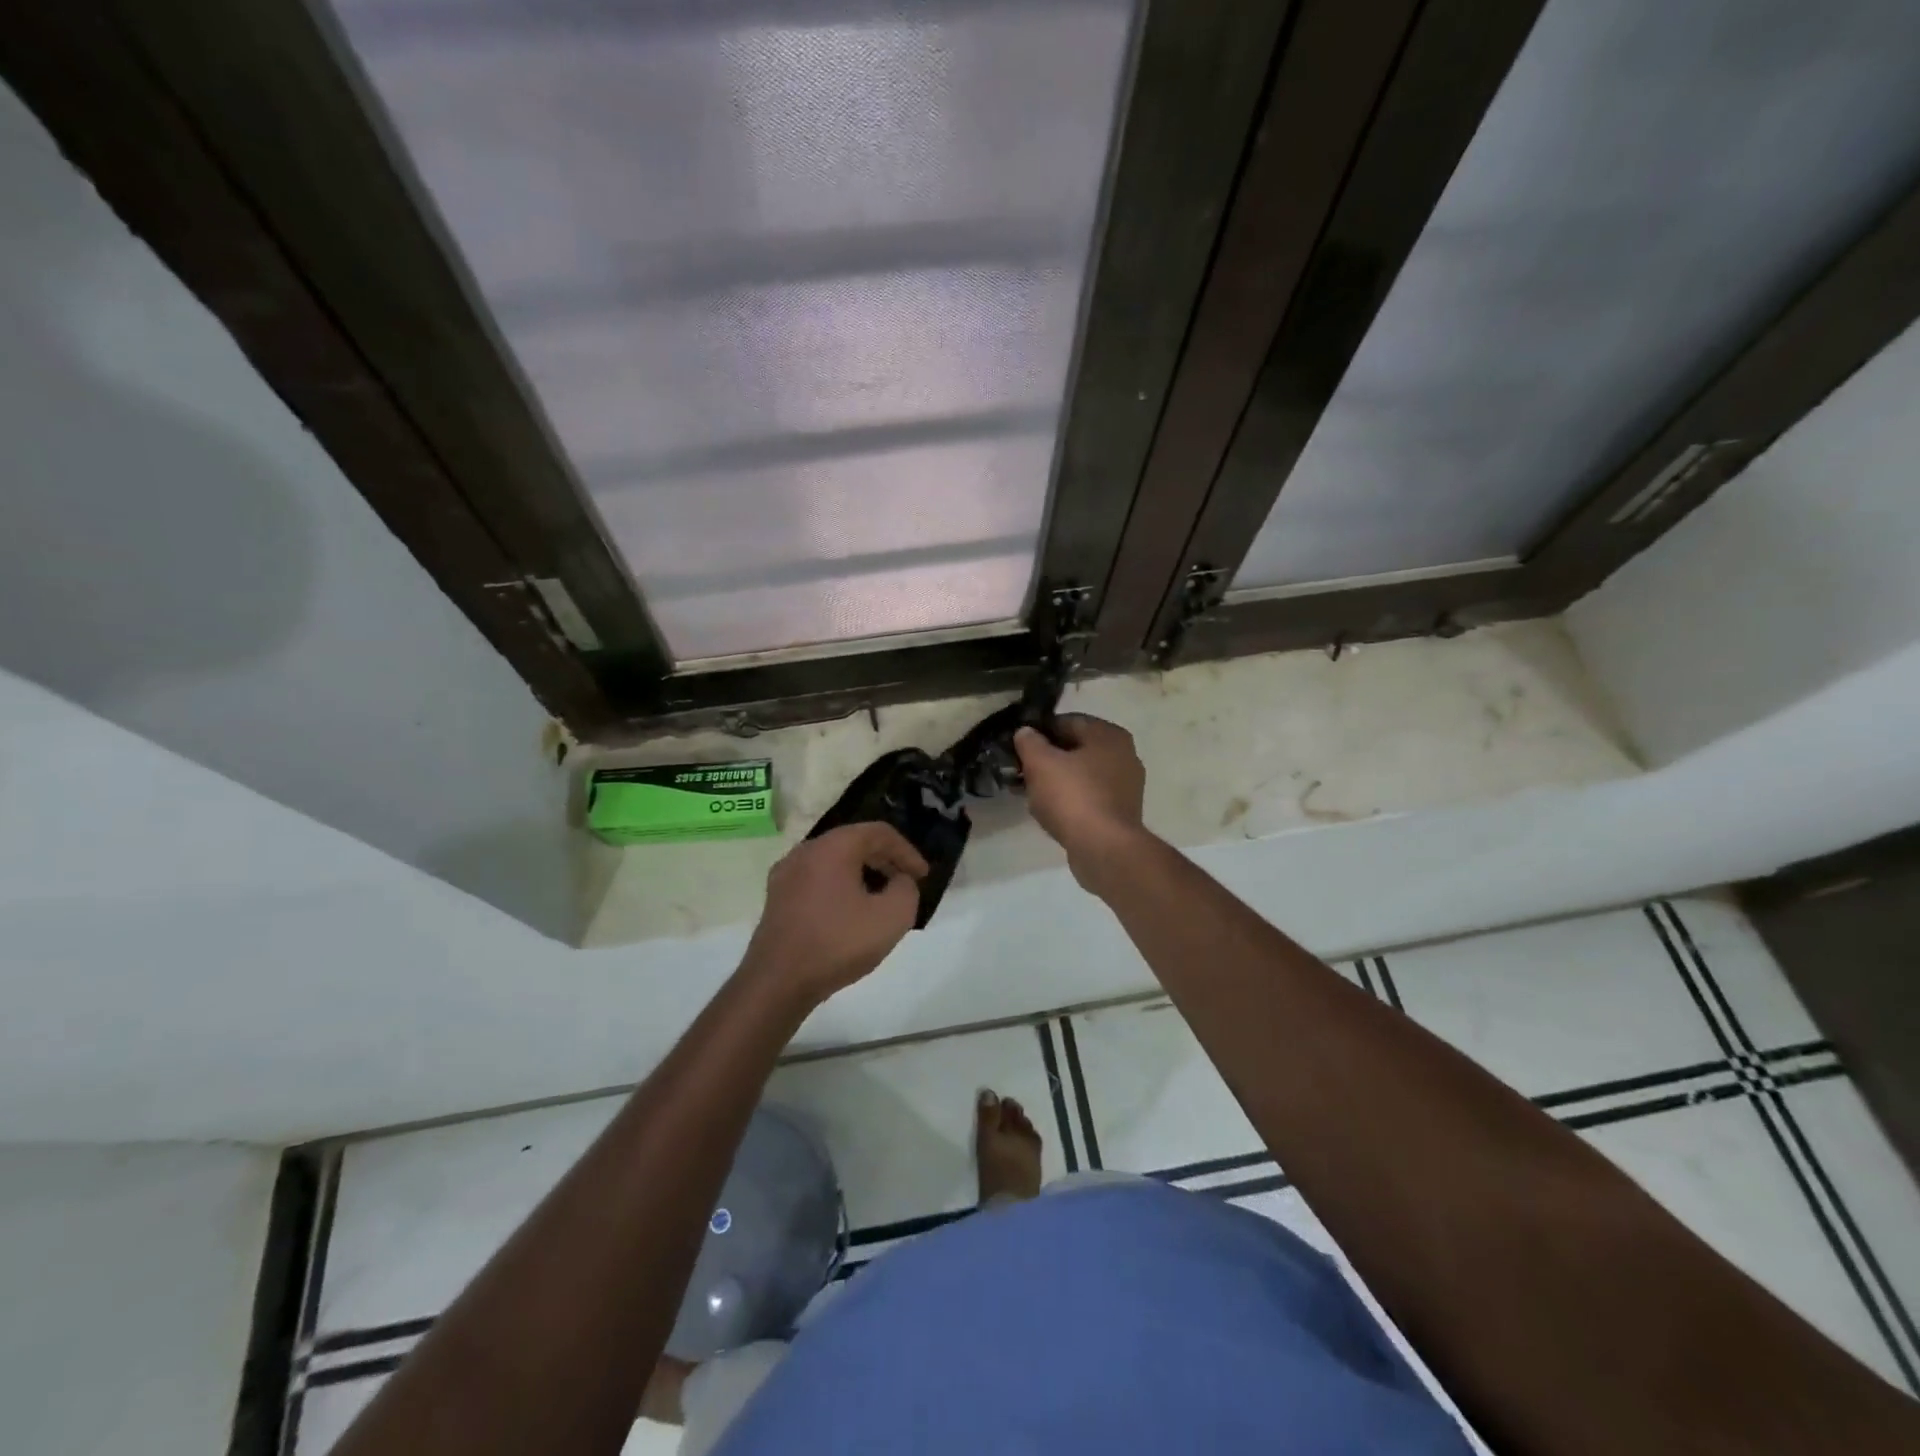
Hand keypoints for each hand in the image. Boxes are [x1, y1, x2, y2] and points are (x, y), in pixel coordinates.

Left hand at [739, 823, 928, 1006]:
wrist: (777, 982)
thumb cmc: (837, 943)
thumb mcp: (892, 917)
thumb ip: (907, 890)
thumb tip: (900, 881)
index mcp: (832, 847)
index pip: (878, 832)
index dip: (907, 851)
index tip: (922, 876)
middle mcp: (805, 850)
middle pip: (854, 843)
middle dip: (885, 860)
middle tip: (906, 884)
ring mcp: (786, 874)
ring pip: (834, 861)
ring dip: (863, 874)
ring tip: (881, 899)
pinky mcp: (777, 898)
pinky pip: (817, 880)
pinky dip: (840, 887)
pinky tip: (850, 914)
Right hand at [1014, 714, 1147, 891]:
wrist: (1104, 849)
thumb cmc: (1073, 797)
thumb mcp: (1040, 763)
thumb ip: (1029, 742)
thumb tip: (1025, 732)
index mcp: (1109, 735)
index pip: (1067, 721)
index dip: (1038, 730)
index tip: (1017, 744)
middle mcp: (1124, 755)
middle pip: (1075, 748)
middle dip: (1045, 757)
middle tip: (1018, 769)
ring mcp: (1125, 786)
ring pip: (1080, 774)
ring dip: (1054, 779)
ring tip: (1027, 790)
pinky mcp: (1119, 812)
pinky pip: (1087, 796)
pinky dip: (1067, 799)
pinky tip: (1046, 809)